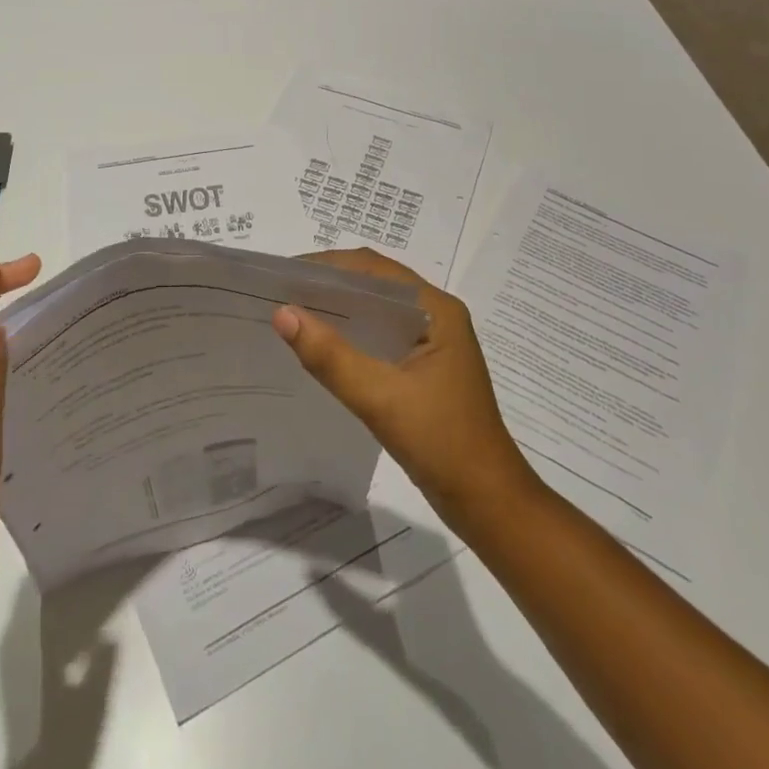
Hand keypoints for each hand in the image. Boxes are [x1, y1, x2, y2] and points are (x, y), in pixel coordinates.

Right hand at [271, 248, 534, 528]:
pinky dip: (350, 334)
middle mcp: (436, 316)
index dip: (327, 266)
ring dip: (338, 308)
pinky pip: (380, 337)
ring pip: (377, 311)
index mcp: (436, 309)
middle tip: (280, 292)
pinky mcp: (423, 367)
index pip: (374, 268)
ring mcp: (431, 342)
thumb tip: (282, 313)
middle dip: (329, 283)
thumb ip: (330, 356)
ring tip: (292, 313)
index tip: (283, 274)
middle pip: (375, 284)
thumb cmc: (442, 443)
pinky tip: (321, 346)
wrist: (488, 503)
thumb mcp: (380, 398)